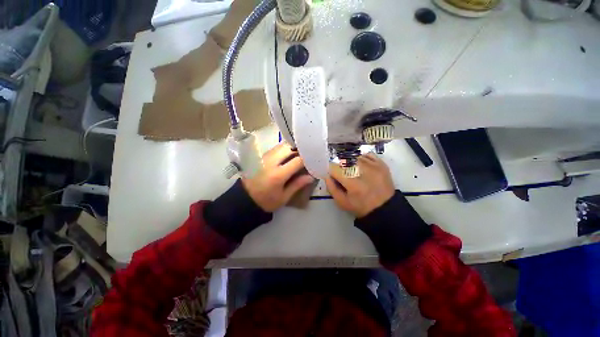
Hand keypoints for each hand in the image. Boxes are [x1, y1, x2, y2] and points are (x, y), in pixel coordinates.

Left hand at [242, 142, 314, 211]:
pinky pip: (275, 149)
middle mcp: (270, 162)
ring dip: (291, 148)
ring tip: (298, 155)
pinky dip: (283, 150)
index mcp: (278, 174)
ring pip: (281, 146)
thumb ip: (297, 185)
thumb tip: (311, 176)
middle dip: (299, 150)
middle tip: (306, 156)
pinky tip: (287, 156)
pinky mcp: (260, 157)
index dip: (307, 159)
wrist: (245, 199)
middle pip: (289, 148)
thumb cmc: (266, 201)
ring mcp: (264, 157)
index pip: (297, 160)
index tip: (313, 161)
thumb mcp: (284, 197)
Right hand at [326, 153, 394, 217]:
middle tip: (344, 176)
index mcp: (353, 183)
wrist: (385, 208)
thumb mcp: (342, 202)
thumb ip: (331, 188)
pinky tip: (361, 166)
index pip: (334, 168)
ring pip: (354, 157)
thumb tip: (327, 175)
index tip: (334, 177)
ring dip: (350, 163)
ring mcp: (374, 165)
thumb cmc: (361, 206)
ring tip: (353, 172)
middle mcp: (363, 171)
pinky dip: (361, 158)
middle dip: (340, 167)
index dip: (332, 172)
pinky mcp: (381, 164)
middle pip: (344, 160)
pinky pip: (367, 154)